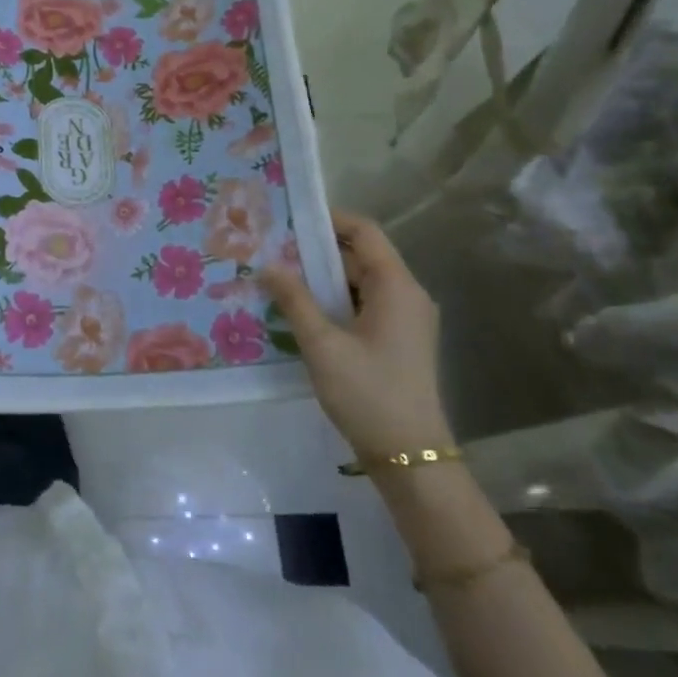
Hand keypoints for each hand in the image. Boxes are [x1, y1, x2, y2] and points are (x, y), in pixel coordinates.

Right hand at [259, 211, 449, 460]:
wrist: (410, 457)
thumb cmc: (368, 394)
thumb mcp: (323, 345)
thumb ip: (295, 300)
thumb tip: (267, 265)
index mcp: (397, 287)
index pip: (364, 232)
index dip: (328, 219)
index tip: (287, 219)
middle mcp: (407, 295)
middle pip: (360, 256)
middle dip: (316, 251)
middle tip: (271, 250)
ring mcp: (405, 319)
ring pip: (359, 282)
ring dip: (322, 279)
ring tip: (278, 278)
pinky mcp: (398, 340)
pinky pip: (363, 305)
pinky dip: (333, 301)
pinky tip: (300, 311)